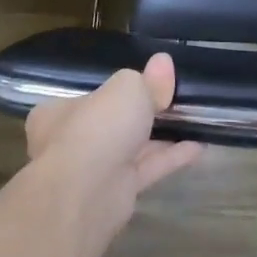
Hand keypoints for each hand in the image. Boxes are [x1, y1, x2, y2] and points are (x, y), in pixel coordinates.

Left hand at [20, 53, 201, 237]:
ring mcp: (93, 170)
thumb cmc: (97, 128)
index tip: (147, 84)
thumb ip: (147, 79)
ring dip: (161, 136)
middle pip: (113, 122)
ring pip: (131, 147)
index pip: (89, 97)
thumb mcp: (128, 88)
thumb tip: (163, 63)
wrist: (87, 193)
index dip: (117, 90)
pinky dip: (171, 157)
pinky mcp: (116, 192)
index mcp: (58, 113)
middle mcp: (71, 142)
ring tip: (193, 121)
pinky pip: (147, 169)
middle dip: (142, 114)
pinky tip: (198, 146)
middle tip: (175, 99)